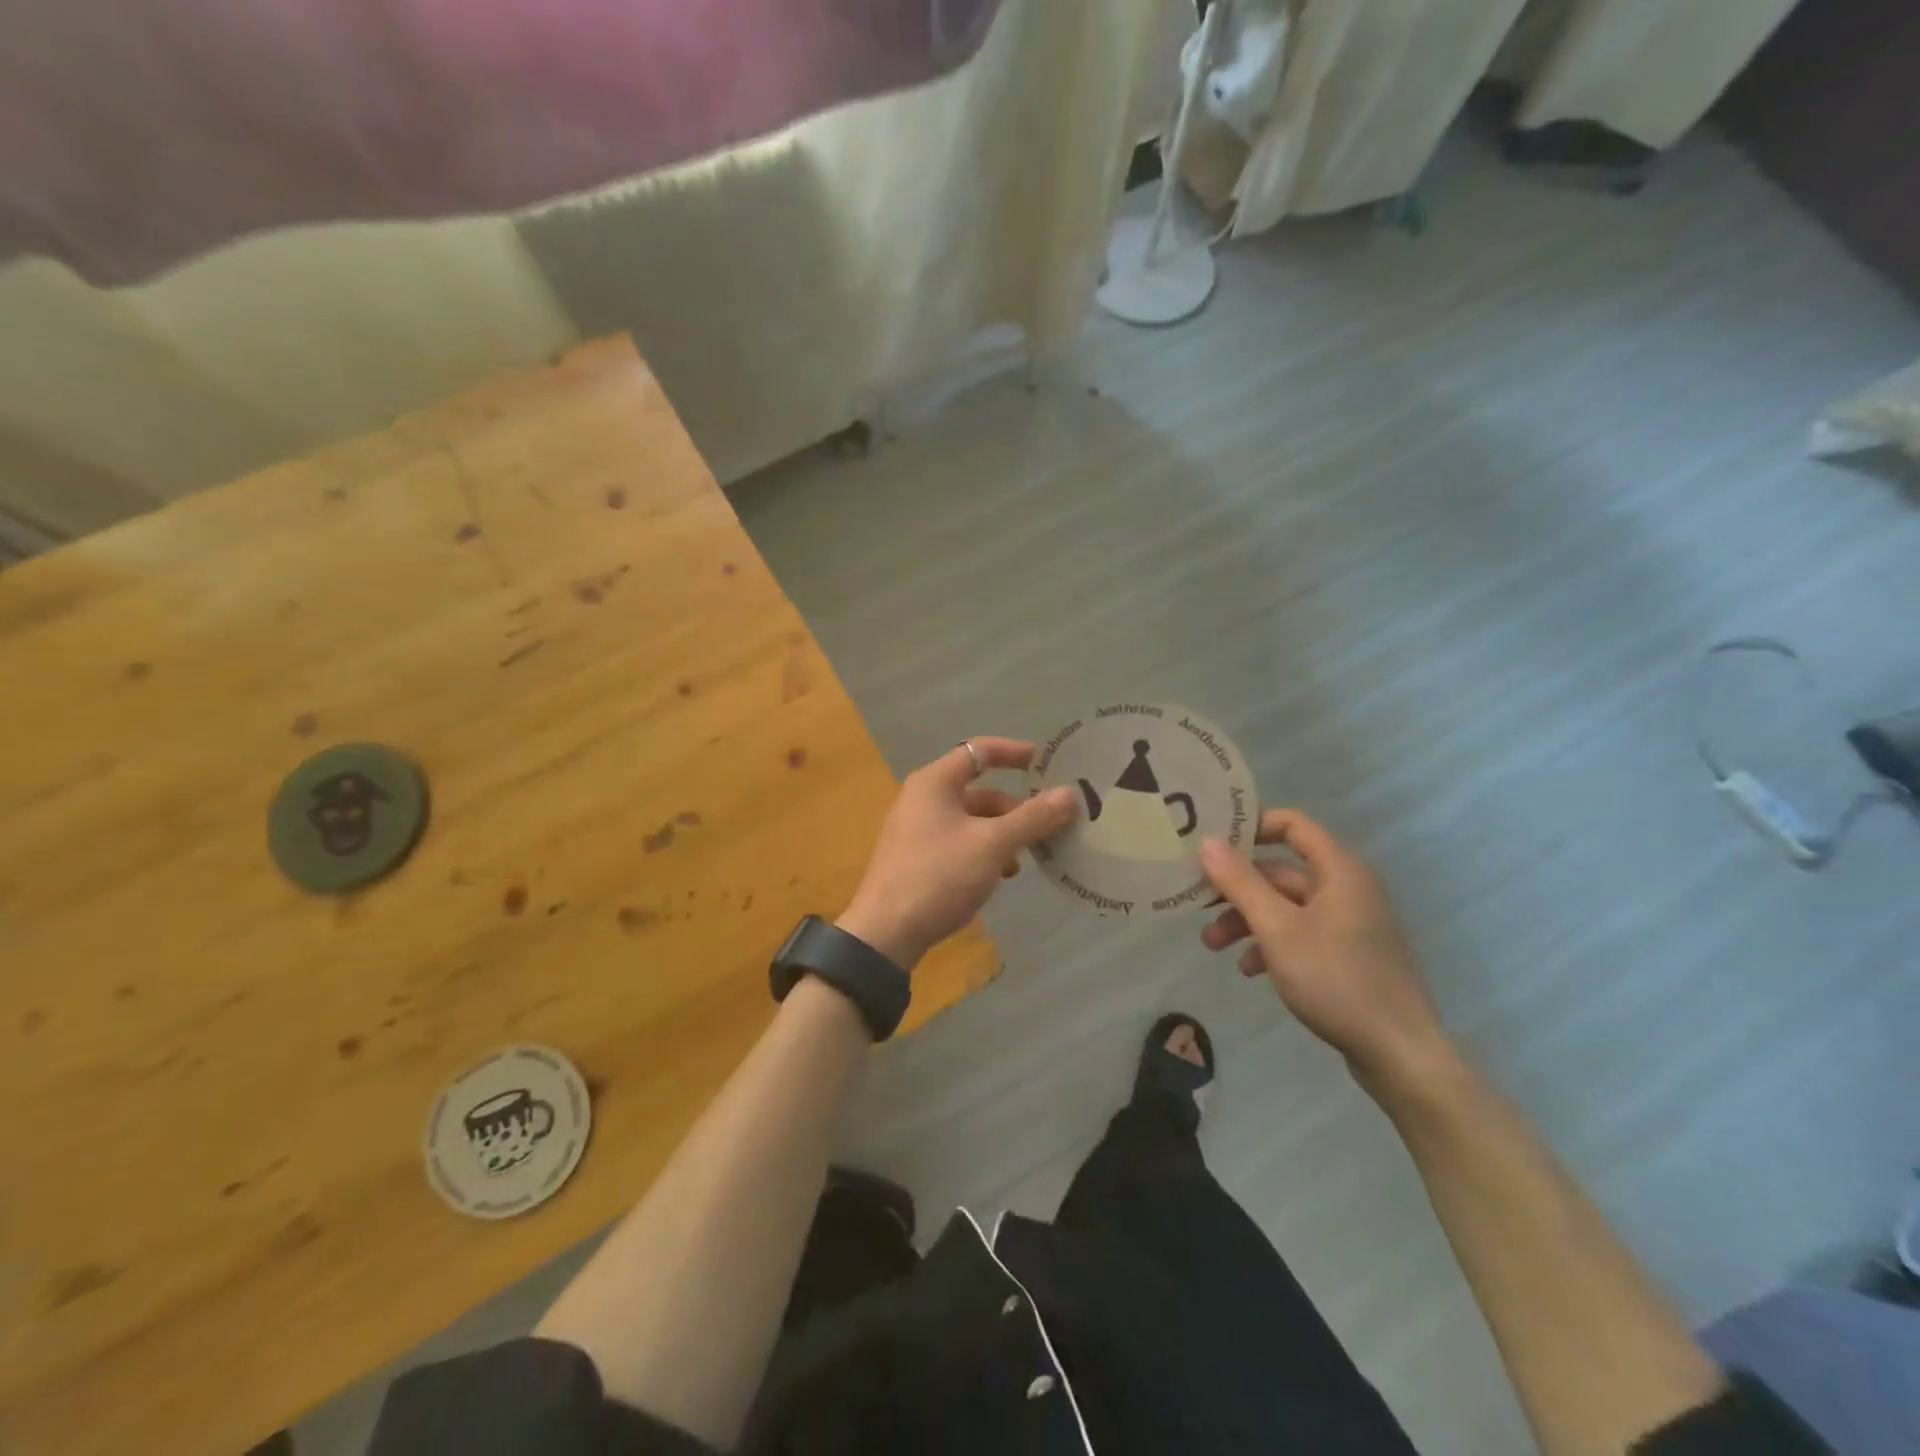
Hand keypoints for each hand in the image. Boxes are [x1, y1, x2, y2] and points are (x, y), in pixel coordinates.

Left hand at [838, 738, 1077, 970]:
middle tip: (1050, 826)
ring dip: (1003, 835)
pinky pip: (961, 843)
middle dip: (1016, 808)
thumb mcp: (992, 844)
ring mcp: (918, 830)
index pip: (981, 750)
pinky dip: (984, 853)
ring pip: (973, 821)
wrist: (885, 934)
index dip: (1016, 752)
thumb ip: (1033, 818)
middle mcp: (924, 798)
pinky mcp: (918, 859)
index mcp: (935, 782)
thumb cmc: (938, 876)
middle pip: (981, 791)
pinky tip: (1000, 877)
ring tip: (1026, 859)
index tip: (1049, 764)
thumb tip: (1071, 794)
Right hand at [1198, 809, 1448, 1090]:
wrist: (1400, 1053)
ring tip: (1212, 945)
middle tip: (1198, 904)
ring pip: (1287, 907)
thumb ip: (1240, 883)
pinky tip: (1250, 970)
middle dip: (1237, 889)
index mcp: (1339, 871)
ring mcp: (1350, 924)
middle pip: (1281, 872)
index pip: (1292, 825)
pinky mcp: (1349, 955)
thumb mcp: (1277, 929)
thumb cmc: (1336, 979)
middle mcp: (1347, 888)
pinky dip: (1272, 945)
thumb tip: (1207, 841)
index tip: (1213, 845)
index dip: (1252, 827)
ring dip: (1247, 921)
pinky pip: (1302, 935)